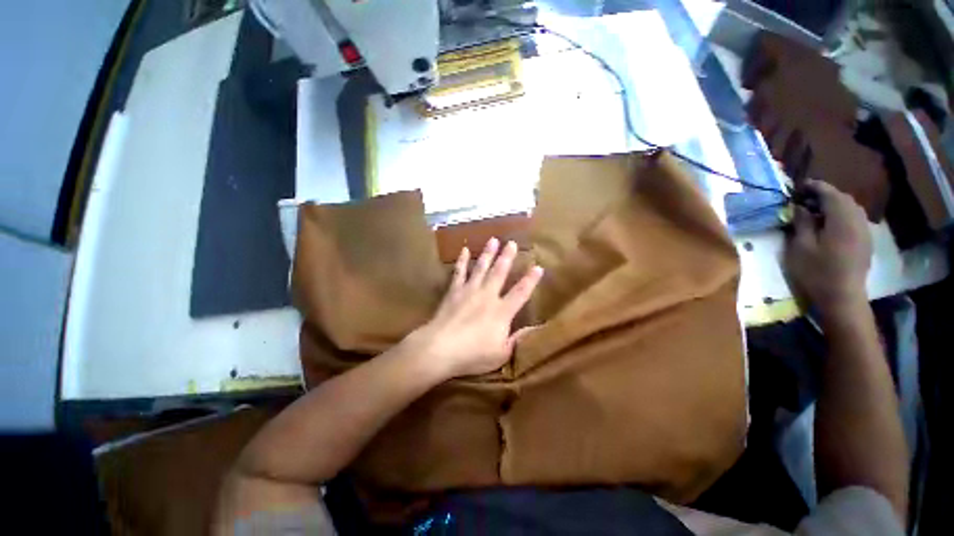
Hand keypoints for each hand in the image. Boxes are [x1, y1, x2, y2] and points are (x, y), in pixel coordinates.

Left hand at [408, 237, 542, 378]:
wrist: (440, 349)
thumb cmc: (472, 355)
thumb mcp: (501, 354)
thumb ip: (517, 340)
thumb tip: (534, 329)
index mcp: (501, 311)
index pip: (521, 292)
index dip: (531, 280)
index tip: (538, 267)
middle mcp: (487, 296)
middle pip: (499, 272)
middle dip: (507, 257)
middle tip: (512, 242)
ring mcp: (469, 291)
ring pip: (481, 268)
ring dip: (488, 253)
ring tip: (493, 240)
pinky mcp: (454, 292)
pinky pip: (459, 273)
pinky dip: (461, 261)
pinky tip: (463, 250)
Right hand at [784, 180, 871, 319]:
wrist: (842, 298)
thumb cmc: (816, 272)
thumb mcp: (800, 247)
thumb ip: (802, 223)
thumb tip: (799, 207)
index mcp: (841, 220)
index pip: (830, 194)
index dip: (815, 187)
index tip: (799, 186)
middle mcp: (857, 221)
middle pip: (843, 199)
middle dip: (825, 195)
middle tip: (805, 199)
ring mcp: (864, 232)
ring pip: (851, 208)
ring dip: (834, 205)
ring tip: (816, 211)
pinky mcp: (865, 242)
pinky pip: (854, 219)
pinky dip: (841, 215)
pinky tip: (830, 225)